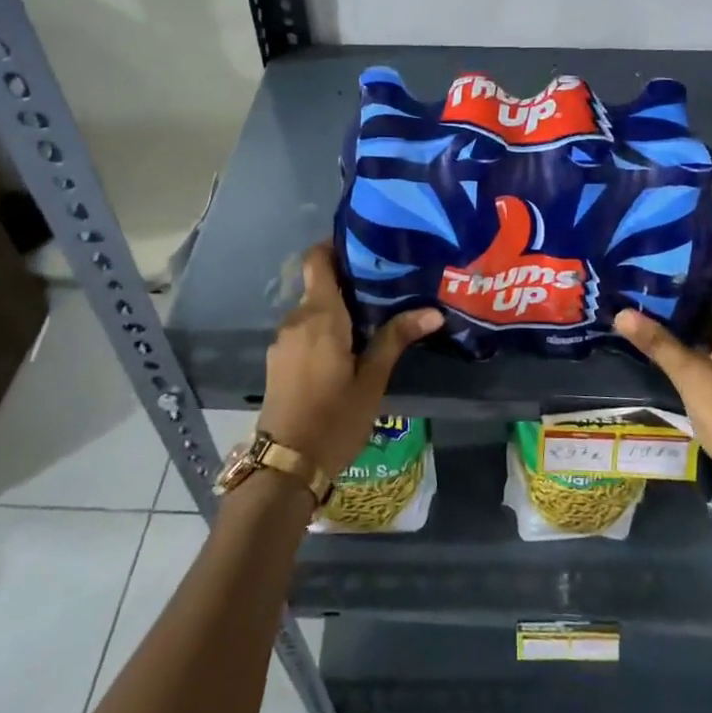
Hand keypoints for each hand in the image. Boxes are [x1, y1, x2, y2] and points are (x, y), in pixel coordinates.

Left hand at [258, 244, 442, 480]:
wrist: (286, 466)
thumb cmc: (334, 419)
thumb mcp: (372, 380)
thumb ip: (396, 339)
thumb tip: (433, 311)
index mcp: (319, 315)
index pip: (316, 259)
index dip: (336, 247)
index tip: (366, 250)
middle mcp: (295, 320)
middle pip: (318, 284)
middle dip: (348, 283)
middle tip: (385, 288)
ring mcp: (282, 342)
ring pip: (311, 310)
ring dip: (337, 309)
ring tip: (372, 318)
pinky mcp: (278, 361)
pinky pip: (303, 331)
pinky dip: (323, 329)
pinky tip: (347, 348)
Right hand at [615, 259, 711, 497]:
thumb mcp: (691, 379)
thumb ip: (658, 343)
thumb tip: (621, 312)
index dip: (697, 261)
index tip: (661, 253)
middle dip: (687, 288)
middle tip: (645, 280)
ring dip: (693, 314)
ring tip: (651, 305)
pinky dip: (703, 336)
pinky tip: (673, 342)